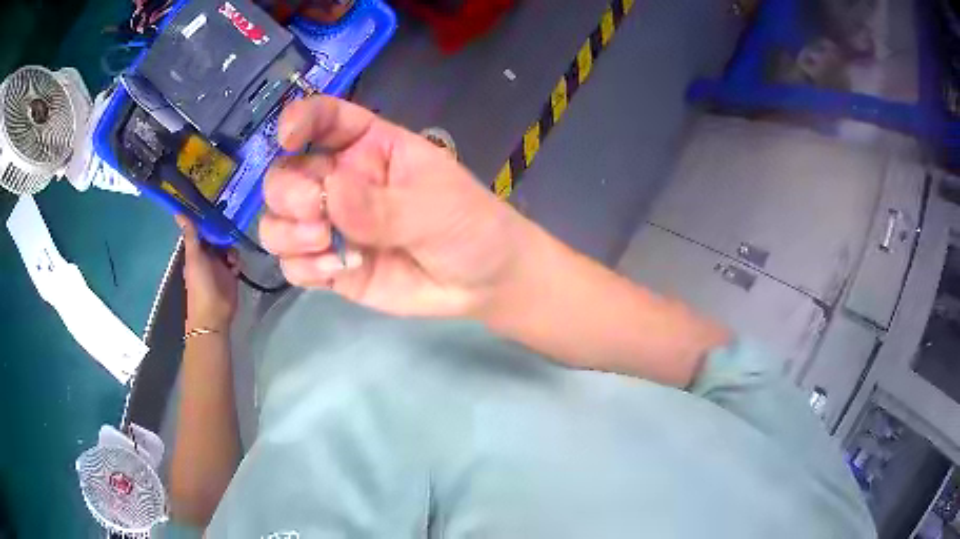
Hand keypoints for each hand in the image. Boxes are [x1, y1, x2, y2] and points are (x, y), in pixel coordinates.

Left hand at [176, 215, 239, 330]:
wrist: (214, 313)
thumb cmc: (200, 284)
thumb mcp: (194, 256)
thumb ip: (190, 234)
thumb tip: (178, 211)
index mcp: (196, 250)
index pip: (203, 229)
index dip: (209, 219)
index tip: (218, 207)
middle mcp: (208, 255)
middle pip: (218, 236)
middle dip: (224, 233)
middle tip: (230, 230)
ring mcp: (220, 264)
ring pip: (229, 246)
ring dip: (232, 249)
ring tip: (231, 258)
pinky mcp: (231, 274)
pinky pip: (236, 260)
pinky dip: (237, 261)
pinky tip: (235, 268)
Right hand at [260, 96, 531, 316]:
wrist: (482, 283)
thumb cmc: (468, 224)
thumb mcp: (434, 206)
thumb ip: (382, 204)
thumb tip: (328, 194)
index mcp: (369, 146)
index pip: (324, 119)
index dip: (299, 119)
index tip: (288, 136)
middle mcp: (340, 180)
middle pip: (284, 175)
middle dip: (288, 193)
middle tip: (315, 213)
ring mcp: (331, 225)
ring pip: (277, 221)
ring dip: (287, 232)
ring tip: (325, 244)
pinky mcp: (330, 266)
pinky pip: (292, 264)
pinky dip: (302, 267)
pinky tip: (335, 270)